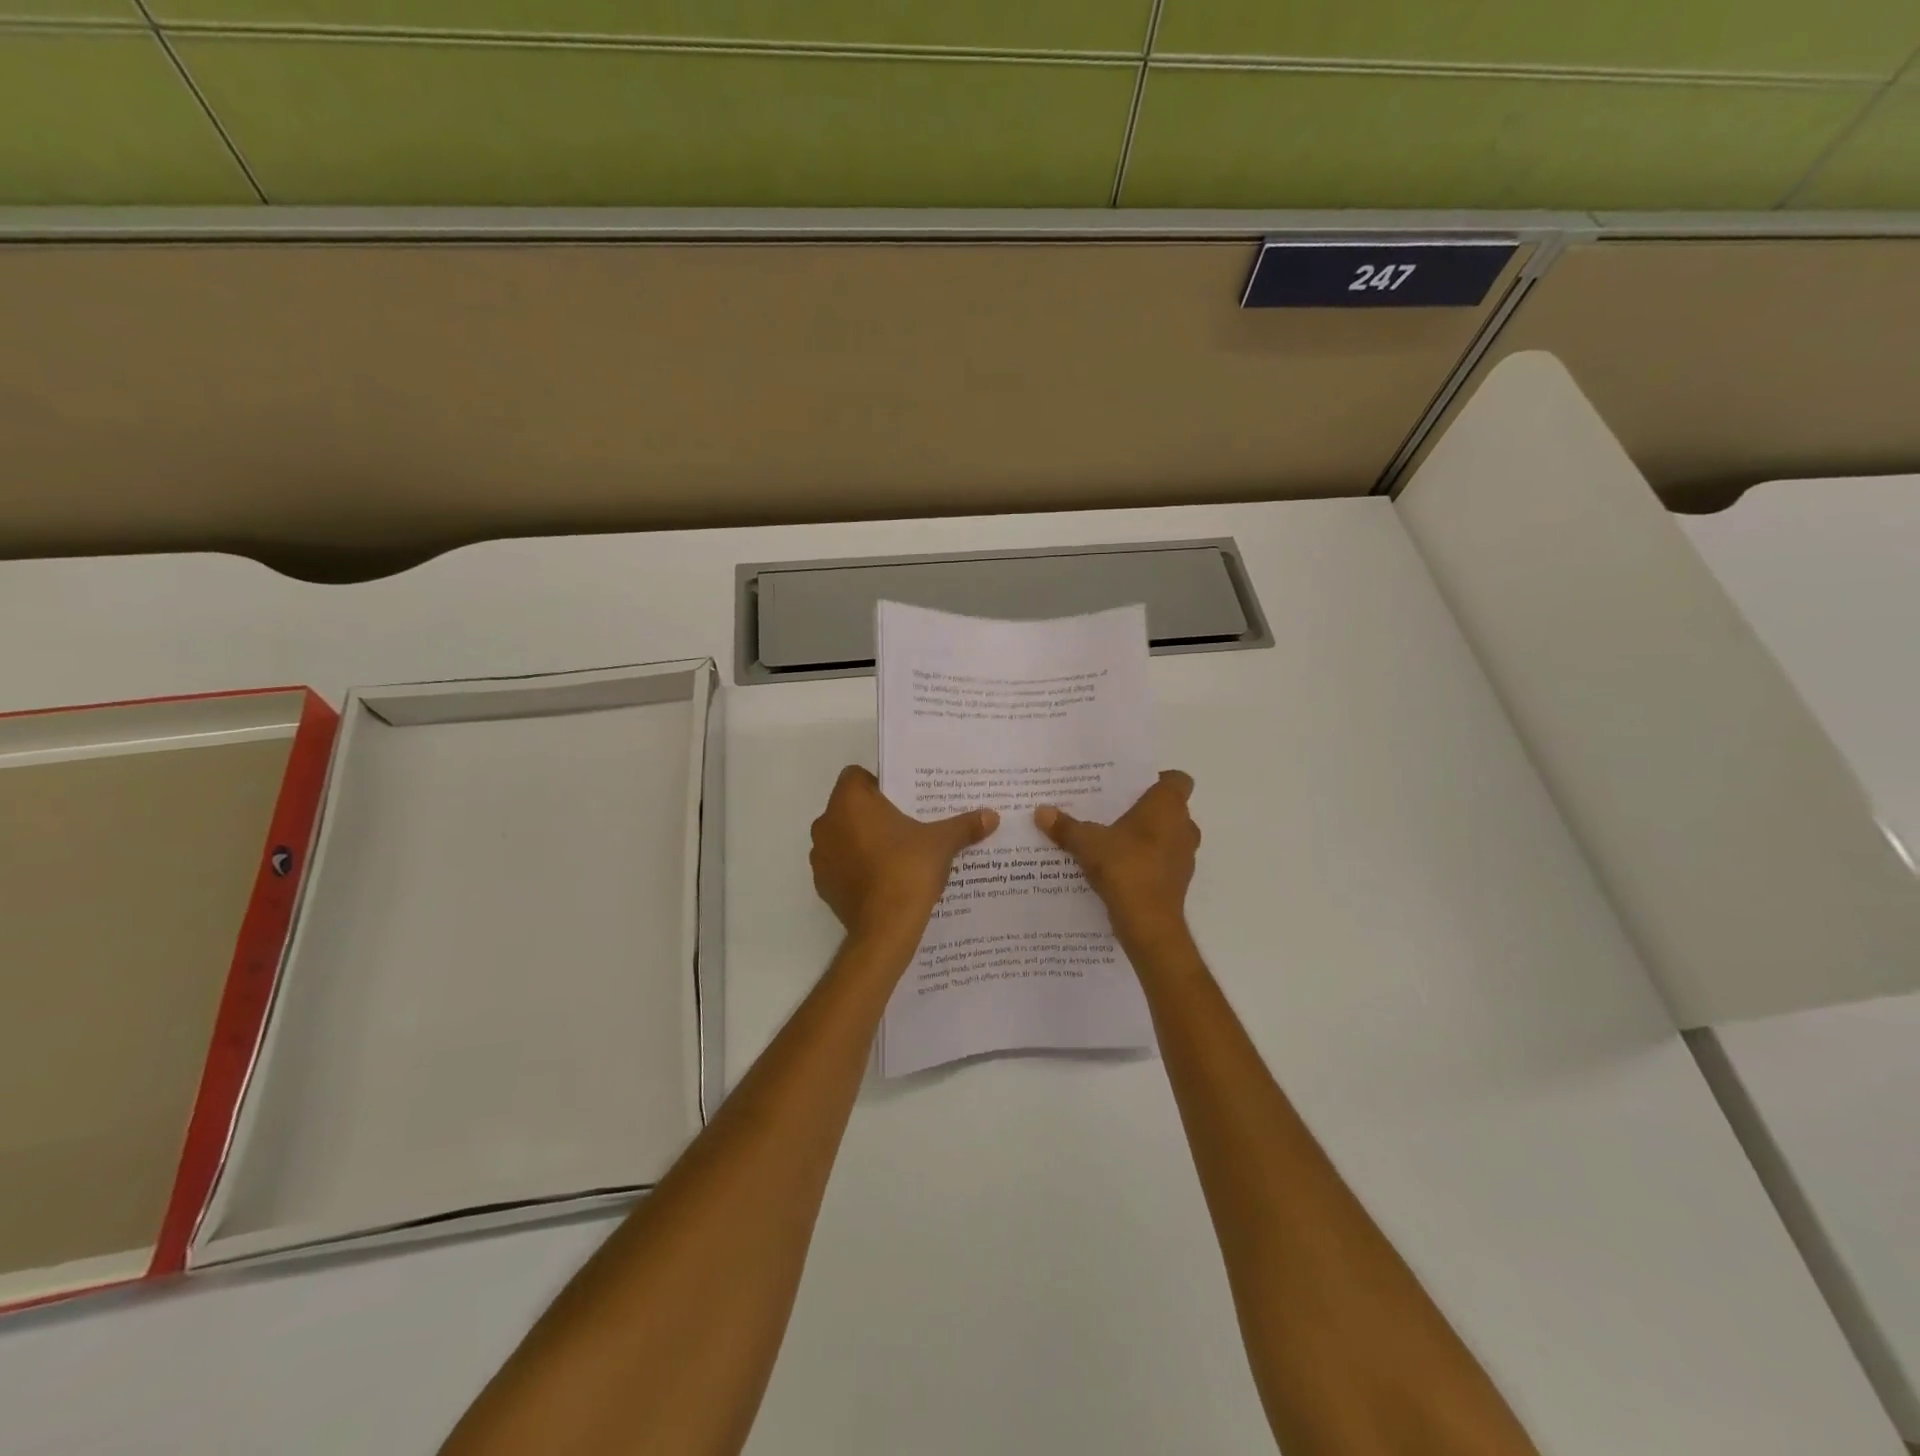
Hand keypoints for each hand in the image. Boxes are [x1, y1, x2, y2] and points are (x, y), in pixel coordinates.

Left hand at [810, 766, 998, 945]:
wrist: (885, 928)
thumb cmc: (908, 870)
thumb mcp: (942, 843)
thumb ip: (964, 825)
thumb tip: (992, 816)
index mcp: (850, 802)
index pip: (856, 776)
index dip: (878, 783)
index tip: (902, 799)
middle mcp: (826, 823)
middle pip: (849, 806)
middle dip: (873, 813)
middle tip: (905, 824)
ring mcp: (820, 856)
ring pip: (842, 836)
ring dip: (862, 840)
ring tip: (895, 853)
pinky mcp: (823, 885)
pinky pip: (840, 865)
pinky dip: (856, 867)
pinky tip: (882, 879)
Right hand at [1035, 771, 1198, 951]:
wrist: (1148, 922)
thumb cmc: (1124, 867)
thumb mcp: (1087, 843)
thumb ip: (1066, 826)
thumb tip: (1040, 811)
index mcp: (1168, 806)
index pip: (1178, 780)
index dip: (1158, 779)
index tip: (1133, 787)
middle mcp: (1183, 827)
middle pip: (1171, 808)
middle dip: (1146, 810)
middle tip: (1114, 811)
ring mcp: (1184, 856)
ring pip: (1168, 836)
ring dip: (1148, 837)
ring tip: (1113, 839)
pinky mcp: (1178, 881)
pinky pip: (1163, 861)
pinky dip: (1147, 861)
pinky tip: (1119, 868)